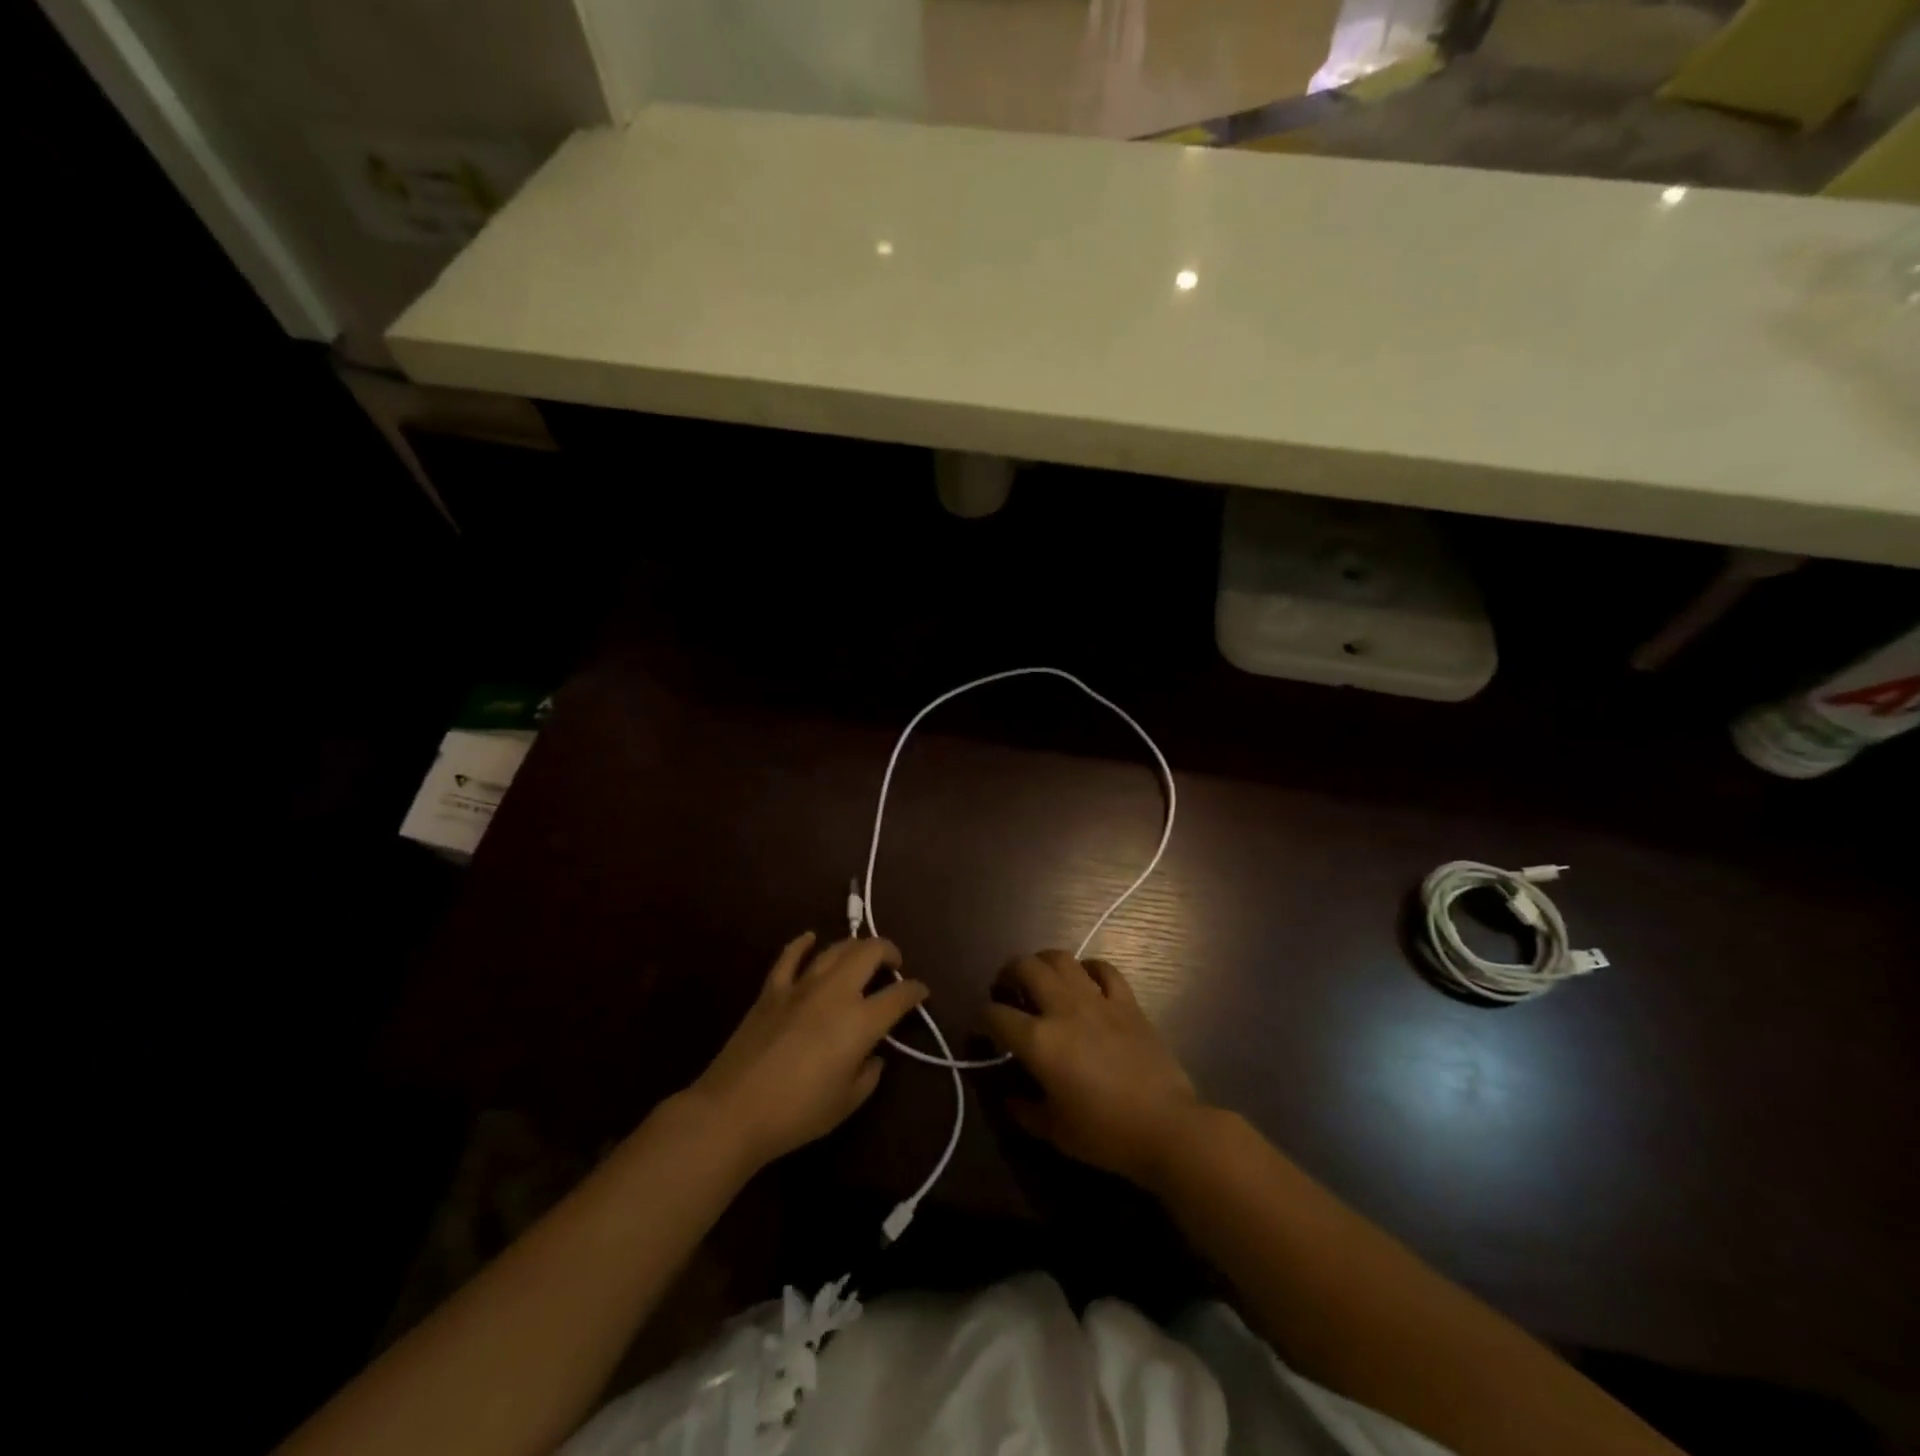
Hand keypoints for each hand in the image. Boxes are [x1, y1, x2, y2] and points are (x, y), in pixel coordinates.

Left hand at [686, 933, 927, 1168]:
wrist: (733, 1110)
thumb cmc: (797, 1113)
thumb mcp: (846, 1103)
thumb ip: (868, 1074)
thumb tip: (873, 1056)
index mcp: (860, 1021)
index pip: (899, 995)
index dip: (915, 990)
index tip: (921, 992)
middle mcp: (835, 992)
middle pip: (869, 953)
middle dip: (888, 951)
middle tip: (894, 964)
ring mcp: (801, 986)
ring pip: (835, 949)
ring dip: (854, 946)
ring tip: (862, 956)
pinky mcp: (771, 990)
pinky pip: (789, 957)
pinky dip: (802, 944)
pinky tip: (810, 939)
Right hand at [985, 949, 1203, 1187]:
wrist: (1166, 1127)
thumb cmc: (1105, 1135)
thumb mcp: (1054, 1131)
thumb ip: (1025, 1109)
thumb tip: (1011, 1095)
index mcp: (1039, 1041)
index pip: (995, 1015)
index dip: (982, 1018)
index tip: (984, 1028)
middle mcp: (1063, 1009)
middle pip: (1025, 967)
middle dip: (1008, 973)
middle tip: (1008, 989)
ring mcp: (1097, 1000)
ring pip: (1061, 958)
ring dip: (1043, 962)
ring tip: (1041, 978)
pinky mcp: (1126, 1002)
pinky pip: (1104, 969)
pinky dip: (1088, 968)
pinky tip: (1085, 980)